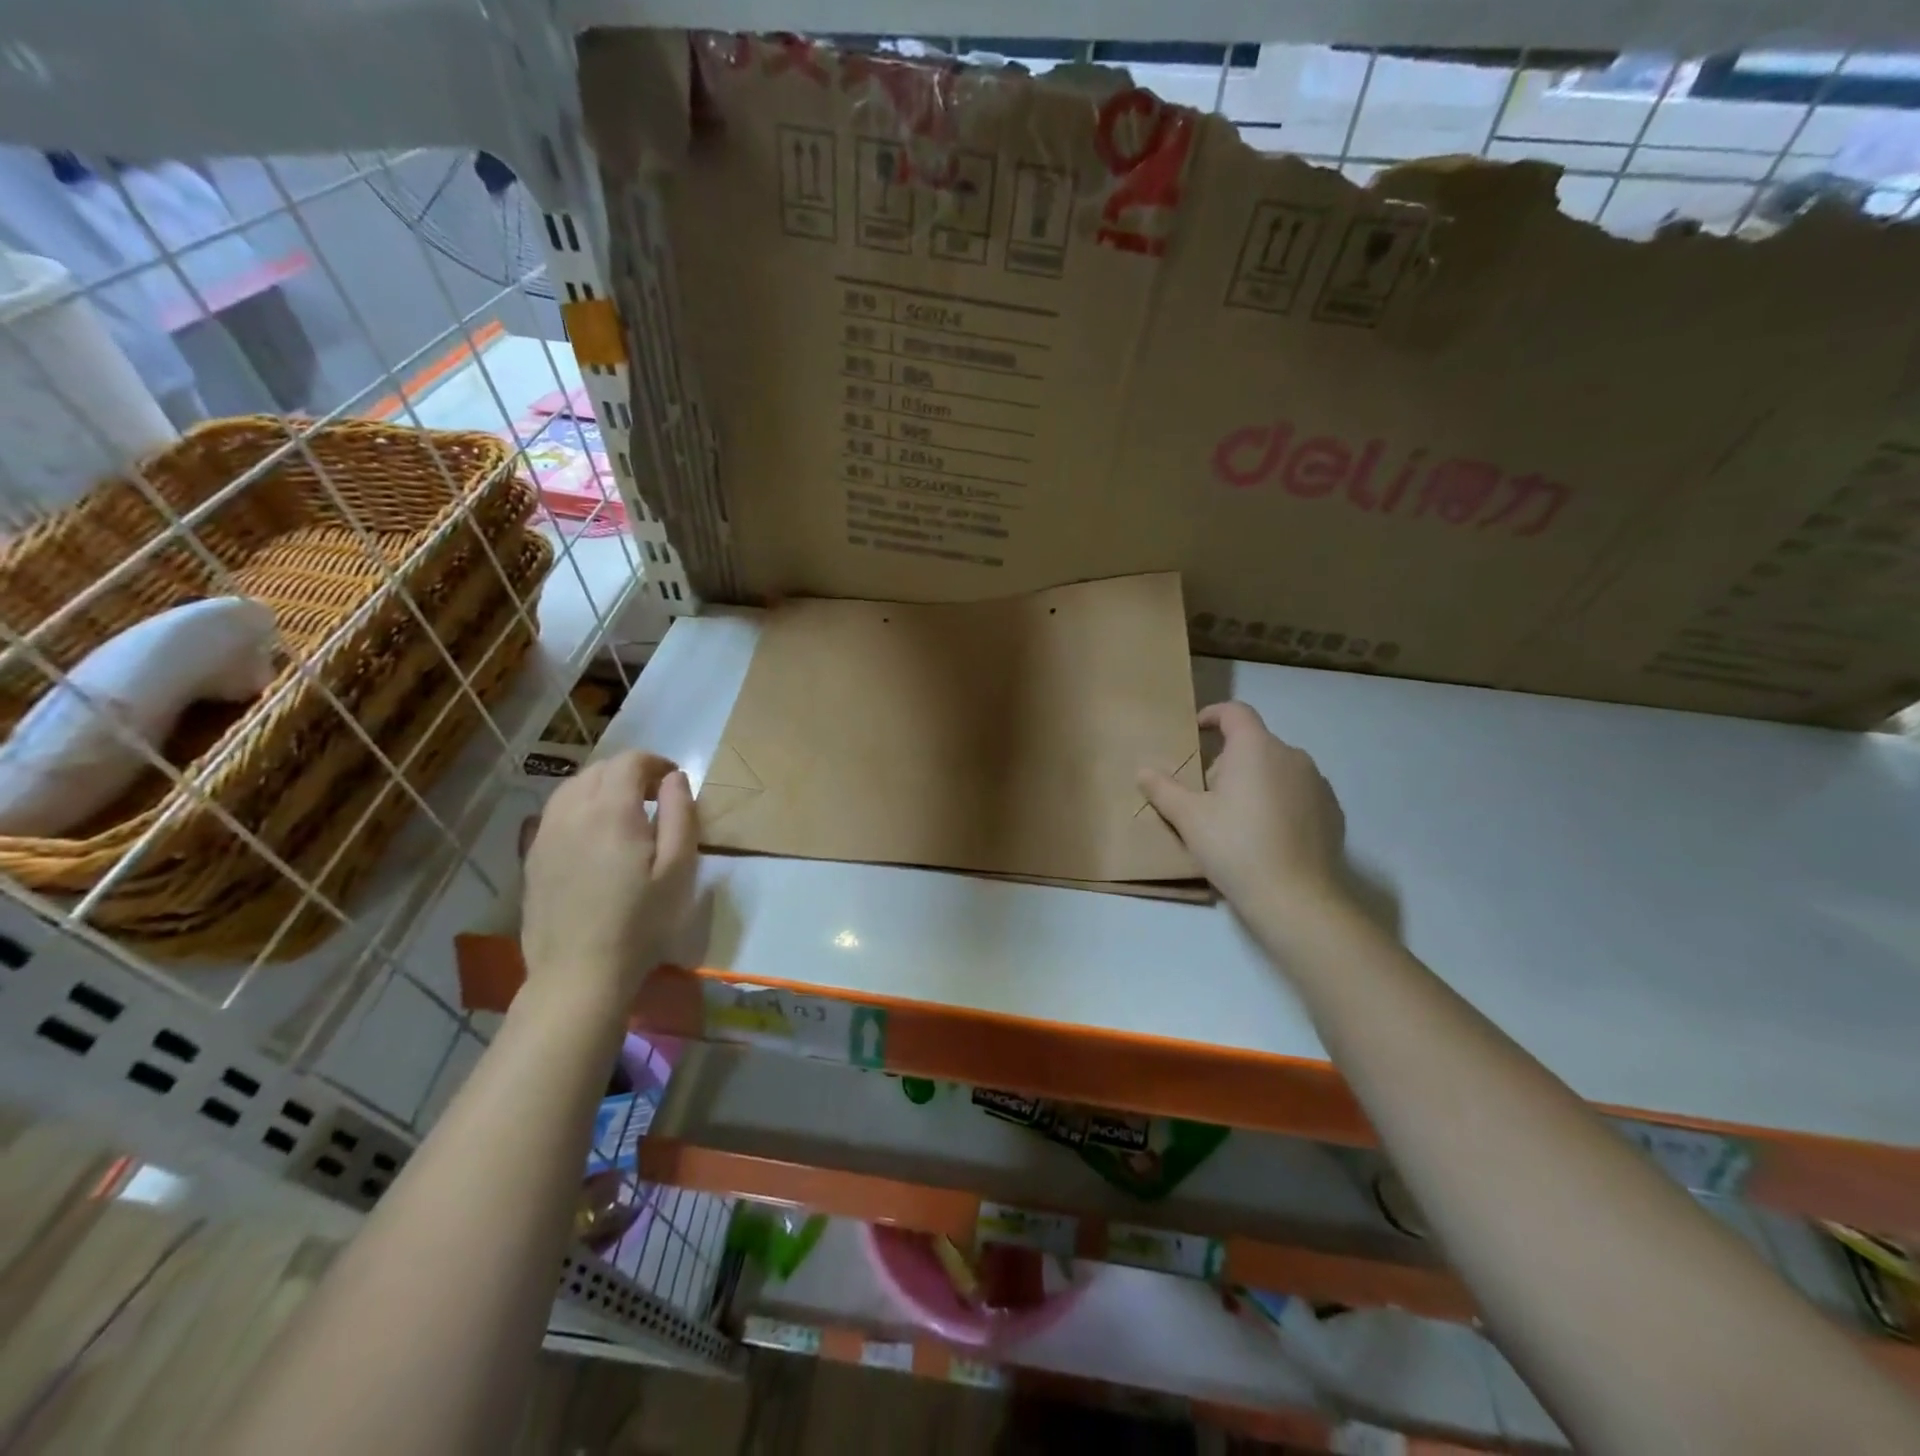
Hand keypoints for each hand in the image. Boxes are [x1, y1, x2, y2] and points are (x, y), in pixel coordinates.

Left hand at [520, 751, 696, 1006]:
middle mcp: (572, 812)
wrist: (579, 973)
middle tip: (655, 796)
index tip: (674, 781)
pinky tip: (594, 834)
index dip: (656, 763)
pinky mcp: (533, 856)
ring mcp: (546, 833)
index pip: (630, 761)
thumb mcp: (678, 869)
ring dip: (602, 786)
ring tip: (625, 811)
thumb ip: (680, 814)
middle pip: (600, 769)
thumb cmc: (640, 922)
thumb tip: (675, 778)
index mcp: (611, 811)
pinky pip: (555, 812)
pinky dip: (579, 806)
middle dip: (630, 772)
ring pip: (573, 787)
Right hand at [1140, 701, 1347, 914]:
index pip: (1235, 712)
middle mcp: (1292, 755)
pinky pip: (1298, 794)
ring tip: (1237, 819)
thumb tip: (1143, 771)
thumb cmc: (1235, 847)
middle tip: (1207, 796)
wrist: (1295, 897)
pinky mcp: (1332, 811)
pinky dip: (1280, 802)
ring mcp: (1317, 783)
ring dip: (1255, 782)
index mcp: (1256, 748)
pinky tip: (1267, 835)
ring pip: (1277, 769)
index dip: (1213, 714)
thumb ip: (1163, 789)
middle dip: (1228, 762)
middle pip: (1253, 744)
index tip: (1196, 729)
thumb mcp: (1188, 818)